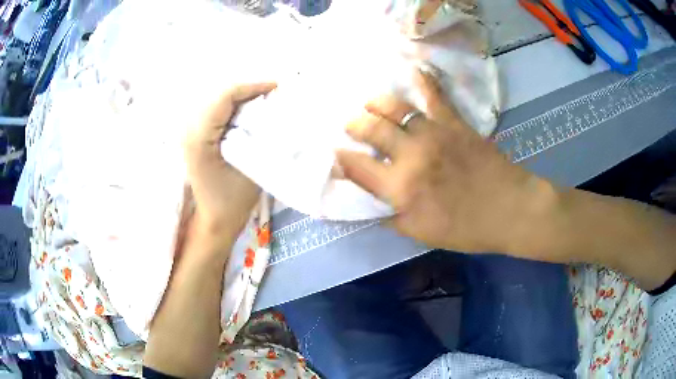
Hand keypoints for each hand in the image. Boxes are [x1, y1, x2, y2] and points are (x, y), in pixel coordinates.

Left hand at [183, 82, 276, 249]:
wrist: (214, 219)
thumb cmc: (233, 200)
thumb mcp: (252, 167)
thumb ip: (262, 136)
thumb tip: (276, 109)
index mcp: (200, 138)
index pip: (225, 96)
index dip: (252, 86)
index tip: (277, 87)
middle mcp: (190, 130)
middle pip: (220, 94)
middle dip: (248, 89)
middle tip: (274, 93)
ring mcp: (190, 132)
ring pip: (218, 99)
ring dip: (242, 96)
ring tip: (265, 99)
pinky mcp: (195, 136)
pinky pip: (216, 110)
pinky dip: (235, 106)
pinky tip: (249, 111)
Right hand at [336, 71, 553, 254]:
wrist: (509, 210)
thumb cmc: (466, 229)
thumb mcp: (422, 234)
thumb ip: (393, 218)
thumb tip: (375, 205)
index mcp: (400, 188)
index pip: (356, 167)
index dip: (340, 159)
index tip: (335, 155)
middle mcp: (411, 155)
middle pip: (370, 129)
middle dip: (353, 125)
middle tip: (349, 125)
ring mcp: (433, 134)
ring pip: (396, 108)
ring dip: (376, 102)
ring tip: (370, 102)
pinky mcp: (454, 123)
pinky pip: (435, 96)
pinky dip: (424, 81)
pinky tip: (414, 71)